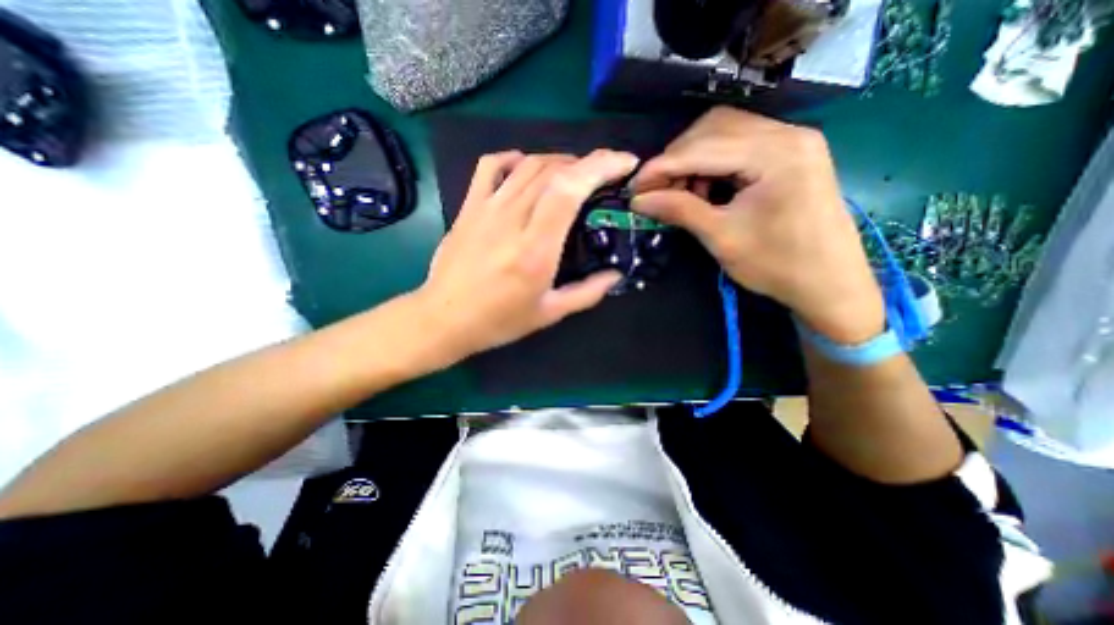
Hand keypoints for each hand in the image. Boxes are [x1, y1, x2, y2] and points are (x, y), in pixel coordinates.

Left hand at [414, 147, 639, 359]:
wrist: (444, 318)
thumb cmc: (498, 321)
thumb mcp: (549, 314)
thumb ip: (587, 293)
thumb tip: (616, 274)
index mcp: (535, 249)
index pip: (568, 189)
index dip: (600, 167)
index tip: (625, 164)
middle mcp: (512, 220)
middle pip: (553, 171)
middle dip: (589, 162)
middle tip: (608, 172)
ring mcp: (486, 209)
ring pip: (527, 165)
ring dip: (559, 160)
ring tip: (577, 172)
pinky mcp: (469, 207)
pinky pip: (490, 167)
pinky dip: (513, 158)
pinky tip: (526, 166)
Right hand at [632, 105, 884, 342]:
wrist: (829, 284)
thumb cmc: (777, 265)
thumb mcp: (721, 237)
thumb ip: (679, 210)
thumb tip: (638, 200)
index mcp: (775, 153)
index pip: (702, 148)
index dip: (661, 167)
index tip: (633, 188)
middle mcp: (787, 133)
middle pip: (713, 128)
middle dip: (676, 159)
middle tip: (656, 192)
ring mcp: (791, 140)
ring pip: (724, 133)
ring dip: (692, 160)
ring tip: (680, 193)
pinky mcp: (789, 153)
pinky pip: (738, 145)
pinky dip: (711, 163)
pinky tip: (704, 189)